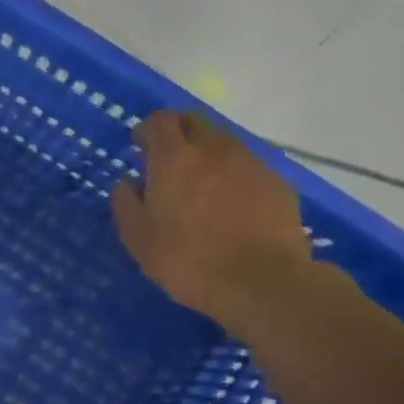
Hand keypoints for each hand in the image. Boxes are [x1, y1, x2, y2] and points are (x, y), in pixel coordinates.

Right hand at [111, 110, 311, 323]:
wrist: (261, 282)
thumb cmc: (188, 260)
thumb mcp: (138, 239)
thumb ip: (125, 203)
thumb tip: (126, 183)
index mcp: (175, 158)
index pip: (159, 121)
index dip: (147, 129)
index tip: (140, 147)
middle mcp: (214, 149)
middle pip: (194, 121)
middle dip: (178, 132)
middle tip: (169, 159)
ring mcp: (251, 163)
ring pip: (224, 143)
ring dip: (208, 153)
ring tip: (202, 185)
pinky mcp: (278, 183)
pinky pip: (249, 167)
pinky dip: (234, 176)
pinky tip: (232, 206)